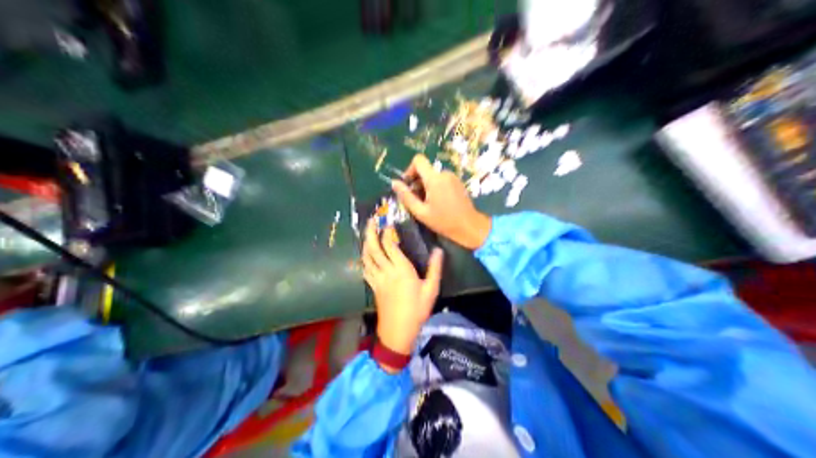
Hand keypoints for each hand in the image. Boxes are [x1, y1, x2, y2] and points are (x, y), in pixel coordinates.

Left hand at [359, 218, 444, 368]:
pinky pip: (365, 269)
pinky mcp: (373, 287)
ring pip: (367, 257)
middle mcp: (386, 271)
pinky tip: (365, 256)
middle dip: (371, 233)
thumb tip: (438, 250)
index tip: (388, 223)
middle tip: (371, 220)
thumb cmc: (417, 310)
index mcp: (401, 270)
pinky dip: (364, 259)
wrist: (398, 331)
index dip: (387, 233)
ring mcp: (377, 279)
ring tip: (367, 234)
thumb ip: (434, 269)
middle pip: (374, 248)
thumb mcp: (431, 290)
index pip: (390, 246)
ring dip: (365, 243)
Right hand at [393, 153, 489, 249]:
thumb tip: (394, 183)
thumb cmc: (443, 221)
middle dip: (417, 182)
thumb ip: (406, 196)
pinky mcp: (457, 182)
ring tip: (427, 204)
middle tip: (416, 200)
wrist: (469, 226)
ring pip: (433, 176)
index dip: (410, 170)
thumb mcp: (421, 212)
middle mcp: (444, 173)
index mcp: (434, 179)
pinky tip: (437, 203)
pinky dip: (435, 188)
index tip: (408, 185)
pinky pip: (441, 180)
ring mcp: (452, 177)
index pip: (418, 160)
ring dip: (426, 187)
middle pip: (425, 170)